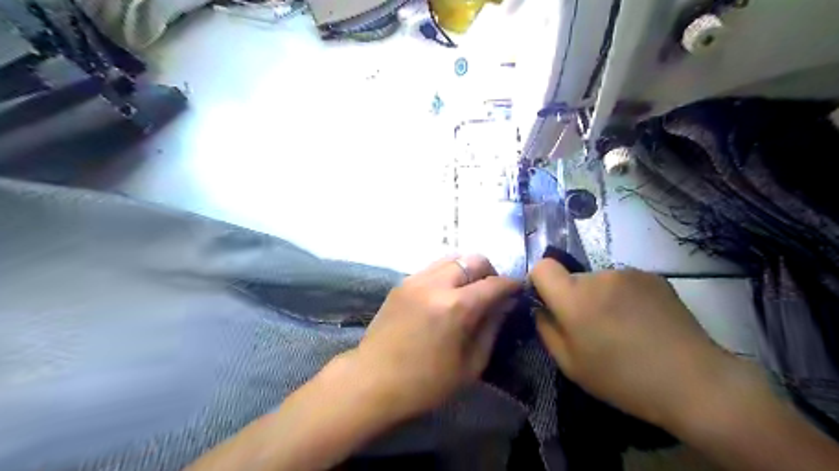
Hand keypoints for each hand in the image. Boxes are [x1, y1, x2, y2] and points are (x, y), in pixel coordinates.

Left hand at [346, 255, 517, 420]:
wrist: (372, 380)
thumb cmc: (425, 383)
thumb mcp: (470, 365)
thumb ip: (491, 328)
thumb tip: (504, 304)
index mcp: (456, 307)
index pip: (494, 283)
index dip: (511, 284)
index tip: (518, 289)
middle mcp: (436, 284)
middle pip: (474, 259)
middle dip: (490, 272)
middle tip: (491, 293)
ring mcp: (415, 279)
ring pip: (453, 258)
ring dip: (467, 270)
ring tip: (468, 292)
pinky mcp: (402, 282)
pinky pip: (433, 267)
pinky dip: (447, 274)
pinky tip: (445, 295)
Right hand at [529, 260, 752, 427]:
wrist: (694, 382)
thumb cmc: (623, 379)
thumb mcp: (570, 365)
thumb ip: (546, 330)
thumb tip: (542, 310)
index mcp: (574, 298)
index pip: (542, 267)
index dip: (540, 282)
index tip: (550, 304)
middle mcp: (599, 276)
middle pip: (572, 277)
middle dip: (574, 297)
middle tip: (592, 328)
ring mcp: (628, 273)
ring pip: (599, 281)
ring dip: (601, 297)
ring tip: (623, 328)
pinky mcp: (653, 276)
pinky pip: (624, 282)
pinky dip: (624, 297)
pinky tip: (643, 322)